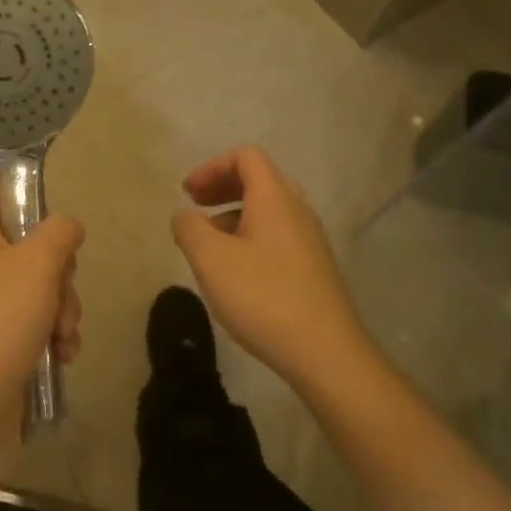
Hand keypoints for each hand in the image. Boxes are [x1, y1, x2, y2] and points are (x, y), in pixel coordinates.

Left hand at [0, 169, 83, 440]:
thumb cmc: (0, 320)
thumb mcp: (39, 264)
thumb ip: (59, 232)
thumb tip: (67, 227)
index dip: (10, 178)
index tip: (44, 196)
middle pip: (25, 235)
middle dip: (58, 264)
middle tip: (62, 281)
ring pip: (38, 279)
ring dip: (62, 304)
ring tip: (62, 331)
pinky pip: (34, 314)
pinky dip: (52, 330)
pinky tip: (62, 352)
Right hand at [170, 146, 372, 390]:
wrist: (326, 353)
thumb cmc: (263, 297)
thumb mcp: (211, 260)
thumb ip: (189, 228)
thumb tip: (184, 216)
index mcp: (274, 198)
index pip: (246, 157)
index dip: (212, 166)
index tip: (188, 193)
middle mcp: (297, 210)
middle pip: (259, 179)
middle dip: (222, 187)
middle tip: (194, 206)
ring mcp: (310, 240)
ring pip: (268, 209)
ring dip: (234, 213)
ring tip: (209, 243)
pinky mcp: (314, 267)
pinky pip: (278, 234)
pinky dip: (250, 236)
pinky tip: (236, 271)